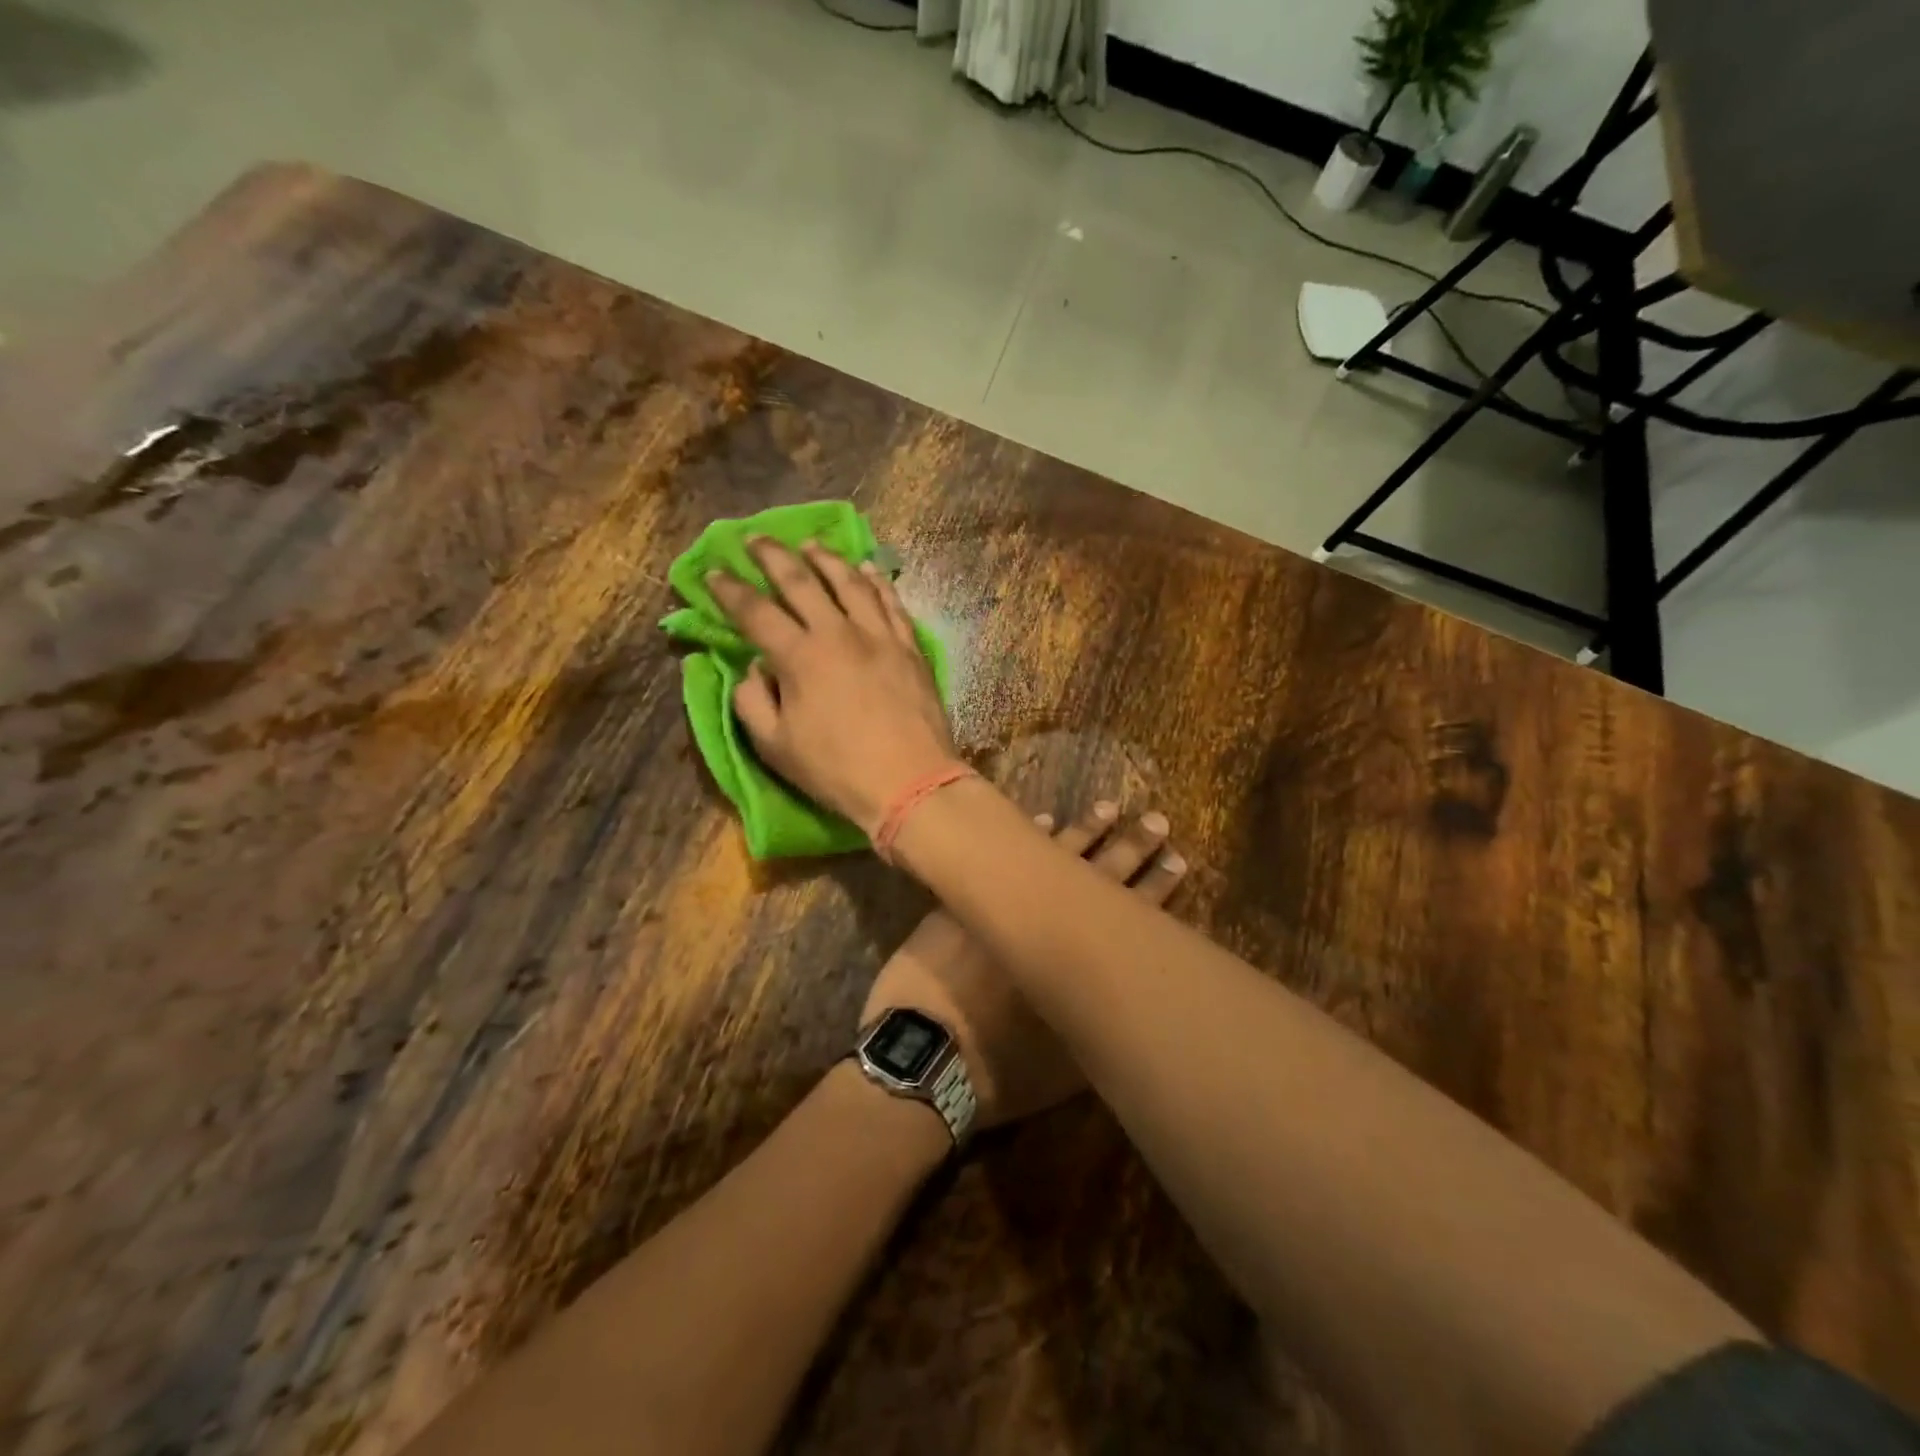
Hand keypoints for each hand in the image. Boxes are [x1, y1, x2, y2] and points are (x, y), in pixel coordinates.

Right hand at [706, 539, 958, 835]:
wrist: (910, 782)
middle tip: (755, 538)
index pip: (756, 612)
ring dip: (826, 559)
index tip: (713, 573)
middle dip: (773, 556)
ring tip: (811, 545)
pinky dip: (877, 582)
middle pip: (801, 581)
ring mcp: (879, 636)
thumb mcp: (776, 747)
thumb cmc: (837, 771)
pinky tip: (868, 569)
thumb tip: (754, 669)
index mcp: (799, 657)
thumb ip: (753, 702)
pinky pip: (891, 603)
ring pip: (850, 582)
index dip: (730, 591)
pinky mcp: (909, 647)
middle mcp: (838, 633)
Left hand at [860, 802, 1183, 1131]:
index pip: (1132, 914)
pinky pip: (1005, 855)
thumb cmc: (1002, 1071)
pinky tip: (1043, 821)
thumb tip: (1119, 997)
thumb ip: (1098, 1022)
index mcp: (1083, 964)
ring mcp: (1008, 902)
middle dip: (1132, 848)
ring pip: (1056, 856)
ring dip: (1085, 832)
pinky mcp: (971, 896)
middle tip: (1157, 822)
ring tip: (1110, 810)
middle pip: (1101, 875)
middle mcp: (1052, 923)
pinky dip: (1026, 840)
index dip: (1157, 887)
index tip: (1178, 860)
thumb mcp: (1071, 1065)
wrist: (927, 1055)